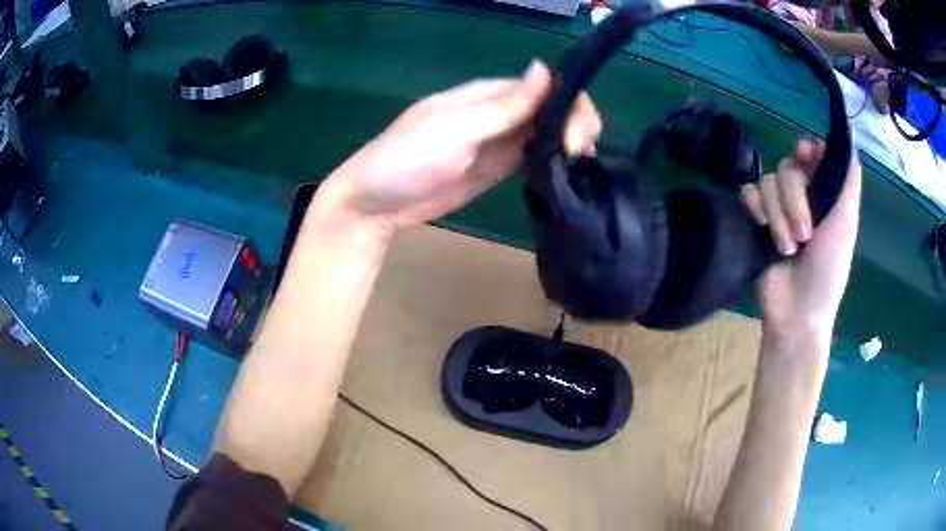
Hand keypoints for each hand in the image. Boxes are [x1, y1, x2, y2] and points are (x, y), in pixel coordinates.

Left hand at [315, 60, 600, 237]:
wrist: (375, 205)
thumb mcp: (455, 129)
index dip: (570, 103)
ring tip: (582, 160)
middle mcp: (498, 113)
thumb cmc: (406, 160)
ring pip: (545, 131)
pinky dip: (553, 159)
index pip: (542, 87)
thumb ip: (503, 106)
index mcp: (486, 95)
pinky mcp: (496, 167)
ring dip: (569, 140)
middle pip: (550, 107)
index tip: (579, 135)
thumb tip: (545, 69)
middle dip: (575, 122)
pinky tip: (567, 169)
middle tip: (581, 152)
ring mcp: (498, 141)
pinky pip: (533, 156)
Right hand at [740, 139, 861, 341]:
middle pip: (787, 167)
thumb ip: (848, 183)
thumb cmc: (827, 273)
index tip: (805, 158)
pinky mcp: (754, 220)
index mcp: (823, 194)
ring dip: (777, 216)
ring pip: (766, 182)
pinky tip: (761, 230)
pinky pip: (747, 194)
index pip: (811, 152)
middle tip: (804, 235)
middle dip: (794, 200)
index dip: (806, 150)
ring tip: (785, 248)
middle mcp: (800, 195)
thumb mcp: (845, 225)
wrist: (796, 312)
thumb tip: (849, 138)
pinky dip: (754, 210)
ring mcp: (776, 208)